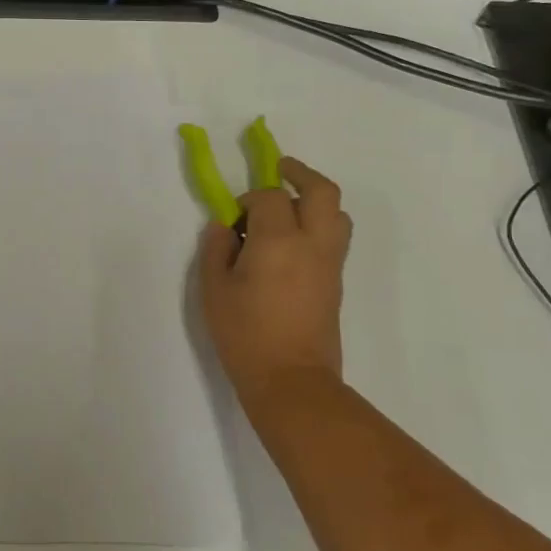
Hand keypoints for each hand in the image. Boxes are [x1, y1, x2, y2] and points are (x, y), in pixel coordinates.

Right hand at [197, 155, 351, 413]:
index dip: (250, 198)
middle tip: (280, 170)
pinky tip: (292, 243)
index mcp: (278, 240)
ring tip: (289, 208)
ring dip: (315, 201)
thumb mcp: (214, 289)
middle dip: (301, 173)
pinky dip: (319, 225)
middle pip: (322, 191)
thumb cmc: (245, 334)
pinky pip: (335, 237)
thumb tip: (225, 226)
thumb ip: (216, 249)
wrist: (291, 380)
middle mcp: (312, 243)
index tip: (234, 217)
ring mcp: (330, 262)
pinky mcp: (336, 282)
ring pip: (337, 213)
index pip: (270, 196)